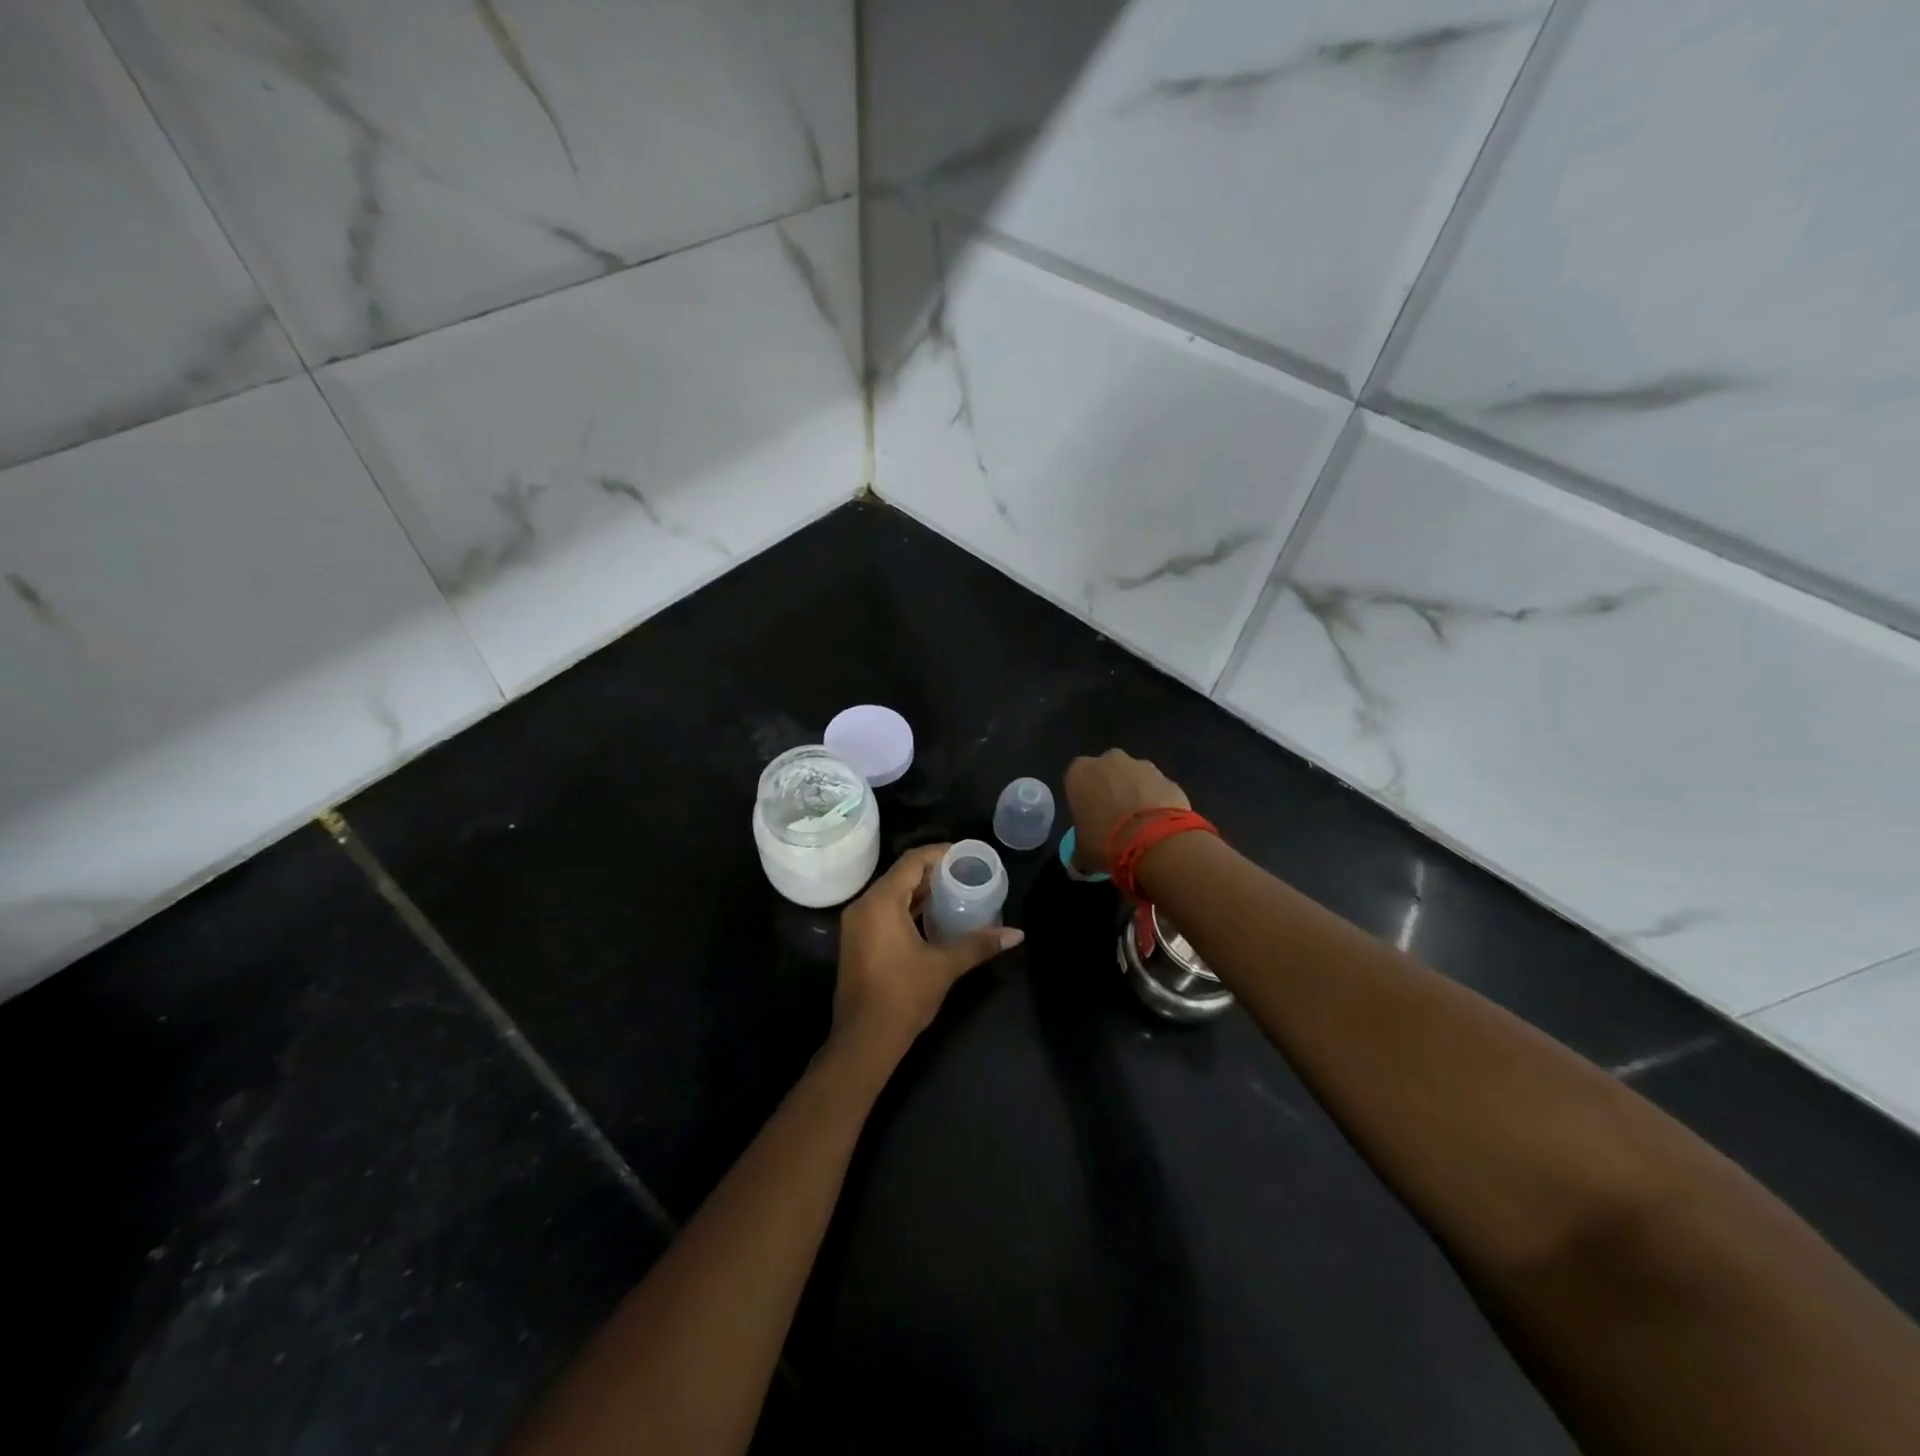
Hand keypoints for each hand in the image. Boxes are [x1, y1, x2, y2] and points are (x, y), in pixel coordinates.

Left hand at [831, 845, 1023, 1060]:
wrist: (863, 1041)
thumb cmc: (903, 996)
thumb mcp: (944, 966)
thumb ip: (979, 944)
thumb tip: (1017, 934)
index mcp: (881, 902)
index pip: (912, 861)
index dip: (940, 853)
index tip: (967, 854)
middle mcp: (864, 905)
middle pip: (901, 874)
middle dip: (933, 871)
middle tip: (966, 872)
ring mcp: (857, 924)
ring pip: (892, 893)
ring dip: (920, 890)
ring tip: (955, 890)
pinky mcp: (858, 941)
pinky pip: (884, 910)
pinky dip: (907, 907)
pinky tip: (933, 916)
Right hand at [1063, 749, 1190, 874]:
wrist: (1154, 840)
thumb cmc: (1105, 841)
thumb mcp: (1083, 855)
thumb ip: (1078, 855)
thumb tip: (1077, 867)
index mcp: (1080, 772)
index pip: (1076, 779)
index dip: (1083, 799)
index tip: (1089, 819)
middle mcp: (1109, 760)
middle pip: (1107, 772)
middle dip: (1110, 790)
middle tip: (1114, 819)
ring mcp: (1142, 766)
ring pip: (1134, 778)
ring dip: (1135, 794)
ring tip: (1140, 824)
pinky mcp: (1168, 778)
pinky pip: (1158, 789)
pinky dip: (1158, 802)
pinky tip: (1159, 825)